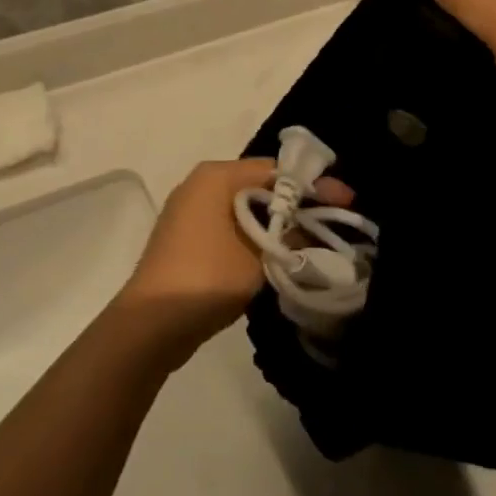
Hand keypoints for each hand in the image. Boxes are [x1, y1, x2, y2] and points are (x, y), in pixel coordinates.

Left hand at [117, 159, 352, 364]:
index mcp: (217, 175)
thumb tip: (312, 224)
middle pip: (260, 186)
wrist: (149, 326)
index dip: (314, 186)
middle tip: (333, 221)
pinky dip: (254, 236)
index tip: (346, 201)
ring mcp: (188, 211)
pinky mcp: (184, 238)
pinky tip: (275, 254)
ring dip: (276, 223)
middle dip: (296, 205)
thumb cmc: (207, 277)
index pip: (276, 170)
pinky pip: (229, 226)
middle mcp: (201, 183)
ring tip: (312, 239)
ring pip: (245, 208)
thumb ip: (290, 232)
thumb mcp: (260, 254)